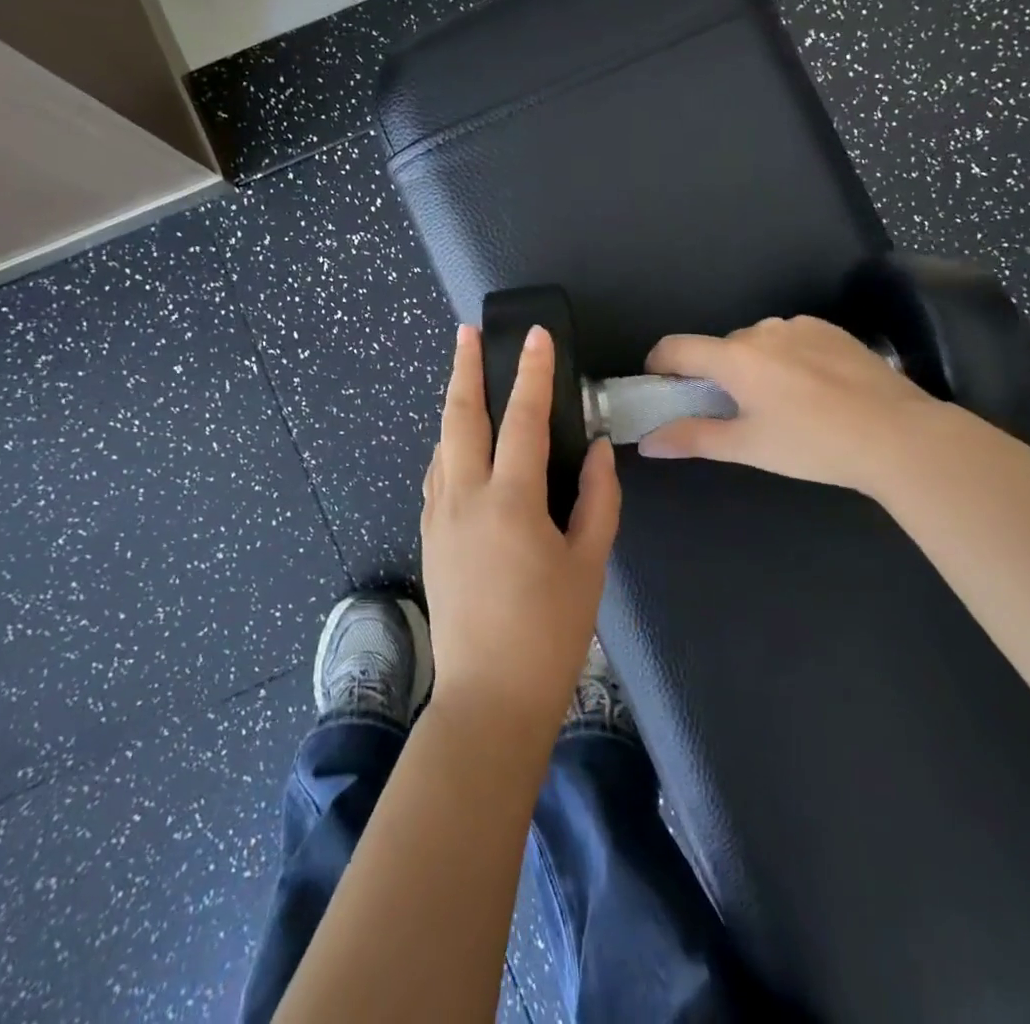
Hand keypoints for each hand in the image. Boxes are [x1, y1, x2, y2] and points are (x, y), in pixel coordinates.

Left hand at [420, 325, 620, 737]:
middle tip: (465, 333)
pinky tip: (460, 445)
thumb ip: (598, 499)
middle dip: (463, 369)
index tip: (535, 336)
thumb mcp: (589, 564)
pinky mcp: (430, 536)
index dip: (533, 373)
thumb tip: (599, 450)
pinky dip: (449, 445)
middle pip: (460, 417)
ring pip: (442, 443)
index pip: (523, 420)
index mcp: (511, 502)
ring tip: (465, 377)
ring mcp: (439, 516)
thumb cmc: (549, 632)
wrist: (489, 697)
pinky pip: (437, 474)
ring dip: (453, 405)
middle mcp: (465, 497)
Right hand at [639, 315, 940, 495]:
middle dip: (714, 375)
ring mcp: (799, 325)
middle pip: (718, 348)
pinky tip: (812, 390)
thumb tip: (647, 442)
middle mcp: (761, 330)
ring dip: (751, 365)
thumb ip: (692, 439)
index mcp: (735, 357)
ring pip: (756, 343)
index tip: (662, 388)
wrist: (899, 435)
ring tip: (779, 404)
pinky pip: (790, 338)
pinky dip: (785, 358)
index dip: (658, 365)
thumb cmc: (814, 445)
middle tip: (732, 413)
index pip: (675, 347)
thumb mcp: (748, 447)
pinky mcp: (830, 329)